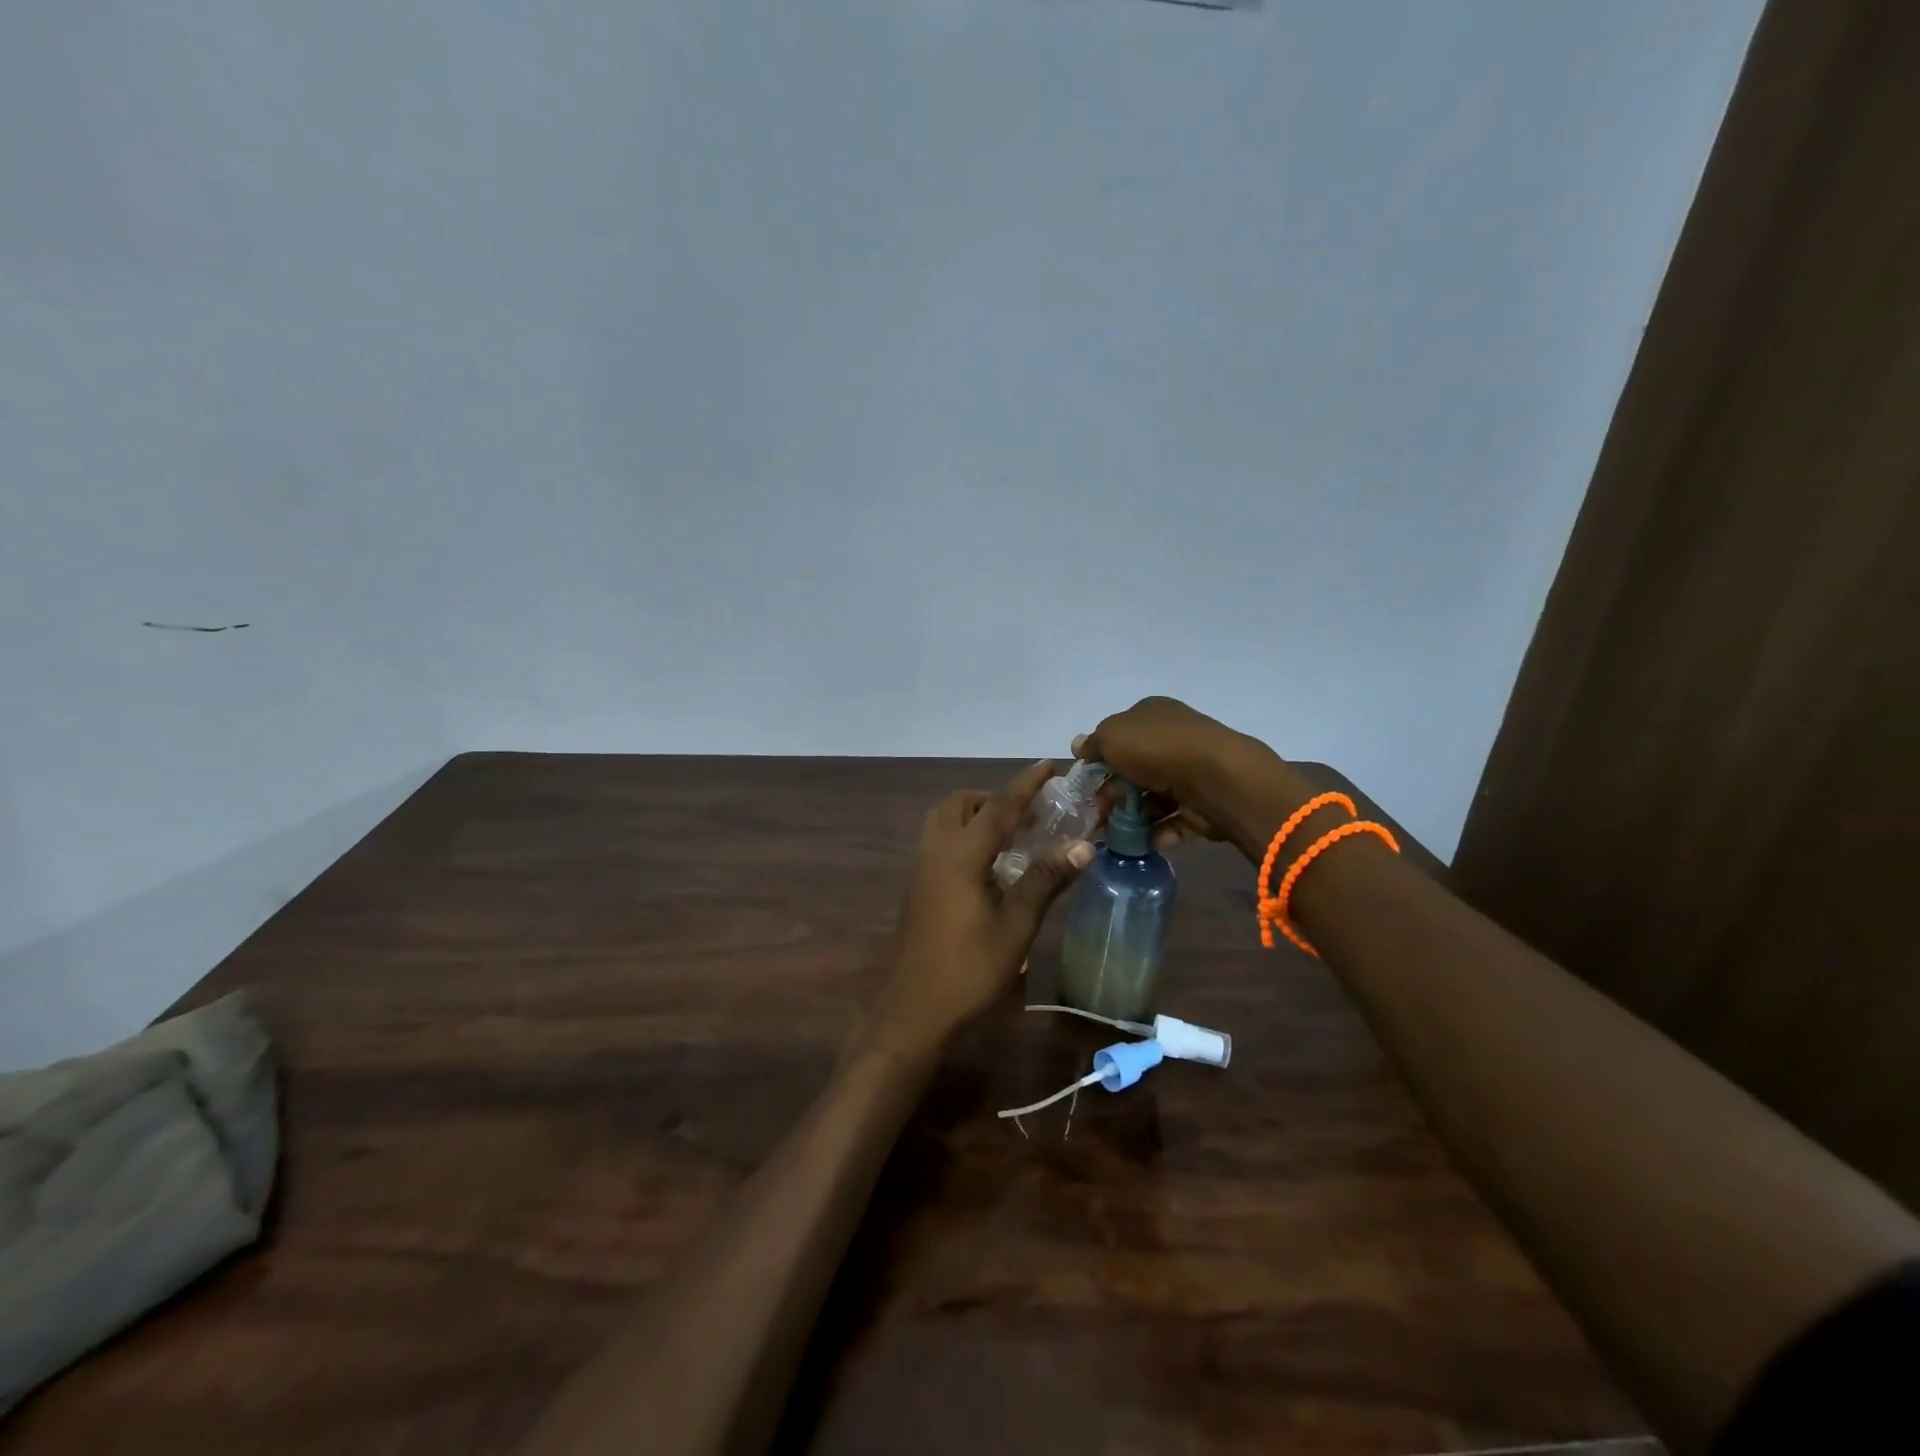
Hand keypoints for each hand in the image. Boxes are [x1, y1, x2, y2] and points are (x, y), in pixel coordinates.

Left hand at [872, 760, 1092, 1054]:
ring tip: (1013, 838)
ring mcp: (921, 869)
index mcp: (960, 855)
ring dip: (976, 817)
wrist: (913, 1012)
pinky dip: (964, 836)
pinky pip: (940, 842)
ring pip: (945, 821)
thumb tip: (1083, 845)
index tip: (1048, 766)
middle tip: (1029, 817)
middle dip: (994, 799)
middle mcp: (935, 851)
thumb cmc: (968, 971)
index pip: (999, 807)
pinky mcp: (917, 887)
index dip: (1026, 785)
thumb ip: (1045, 881)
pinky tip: (990, 866)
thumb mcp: (1015, 928)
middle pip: (961, 805)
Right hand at [1076, 696, 1295, 852]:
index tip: (1085, 784)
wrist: (1217, 778)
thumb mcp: (1112, 737)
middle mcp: (1173, 739)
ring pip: (1153, 797)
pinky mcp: (1204, 804)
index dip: (1099, 759)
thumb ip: (1093, 743)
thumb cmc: (1157, 749)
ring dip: (1132, 817)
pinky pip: (1174, 819)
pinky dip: (1157, 832)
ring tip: (1113, 836)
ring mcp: (1191, 772)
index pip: (1119, 736)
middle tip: (1096, 815)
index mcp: (1152, 714)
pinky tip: (1141, 843)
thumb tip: (1079, 745)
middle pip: (1134, 770)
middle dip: (1113, 793)